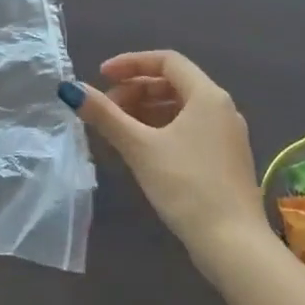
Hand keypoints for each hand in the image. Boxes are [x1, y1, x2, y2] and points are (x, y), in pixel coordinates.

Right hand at [61, 50, 267, 264]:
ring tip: (119, 128)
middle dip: (136, 89)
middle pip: (174, 82)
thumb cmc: (186, 186)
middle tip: (107, 107)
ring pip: (182, 107)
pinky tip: (143, 148)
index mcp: (208, 95)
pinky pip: (191, 128)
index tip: (102, 76)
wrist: (234, 245)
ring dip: (147, 109)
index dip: (131, 63)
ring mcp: (227, 135)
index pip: (167, 60)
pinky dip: (163, 128)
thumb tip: (71, 90)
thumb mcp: (140, 147)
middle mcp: (223, 108)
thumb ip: (105, 115)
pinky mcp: (226, 159)